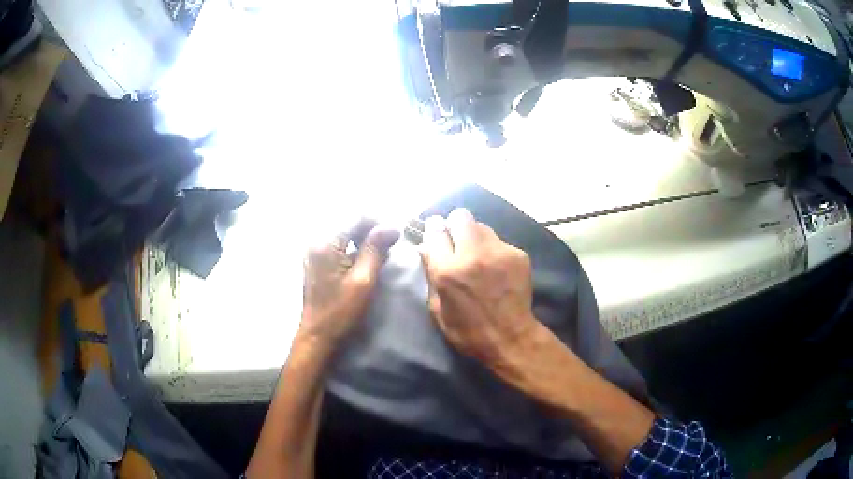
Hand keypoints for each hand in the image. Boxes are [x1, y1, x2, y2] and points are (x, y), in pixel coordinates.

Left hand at [299, 218, 398, 347]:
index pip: (355, 217)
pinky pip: (339, 245)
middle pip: (349, 223)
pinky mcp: (318, 261)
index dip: (378, 221)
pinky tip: (369, 259)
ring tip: (384, 252)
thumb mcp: (363, 279)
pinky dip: (355, 248)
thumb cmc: (341, 311)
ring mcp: (315, 251)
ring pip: (345, 234)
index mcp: (325, 242)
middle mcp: (317, 241)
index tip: (397, 231)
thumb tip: (392, 226)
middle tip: (392, 242)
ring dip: (365, 239)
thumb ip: (376, 249)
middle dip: (372, 230)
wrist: (318, 335)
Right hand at [420, 208, 538, 371]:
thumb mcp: (438, 309)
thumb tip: (426, 248)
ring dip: (476, 237)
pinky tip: (497, 269)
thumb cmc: (467, 331)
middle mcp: (472, 255)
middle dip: (456, 225)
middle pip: (461, 216)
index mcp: (447, 271)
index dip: (434, 228)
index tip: (436, 232)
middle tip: (457, 240)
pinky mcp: (518, 254)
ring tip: (479, 256)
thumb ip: (431, 274)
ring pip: (482, 226)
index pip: (435, 229)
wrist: (510, 338)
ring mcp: (499, 252)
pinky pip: (500, 242)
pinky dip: (494, 251)